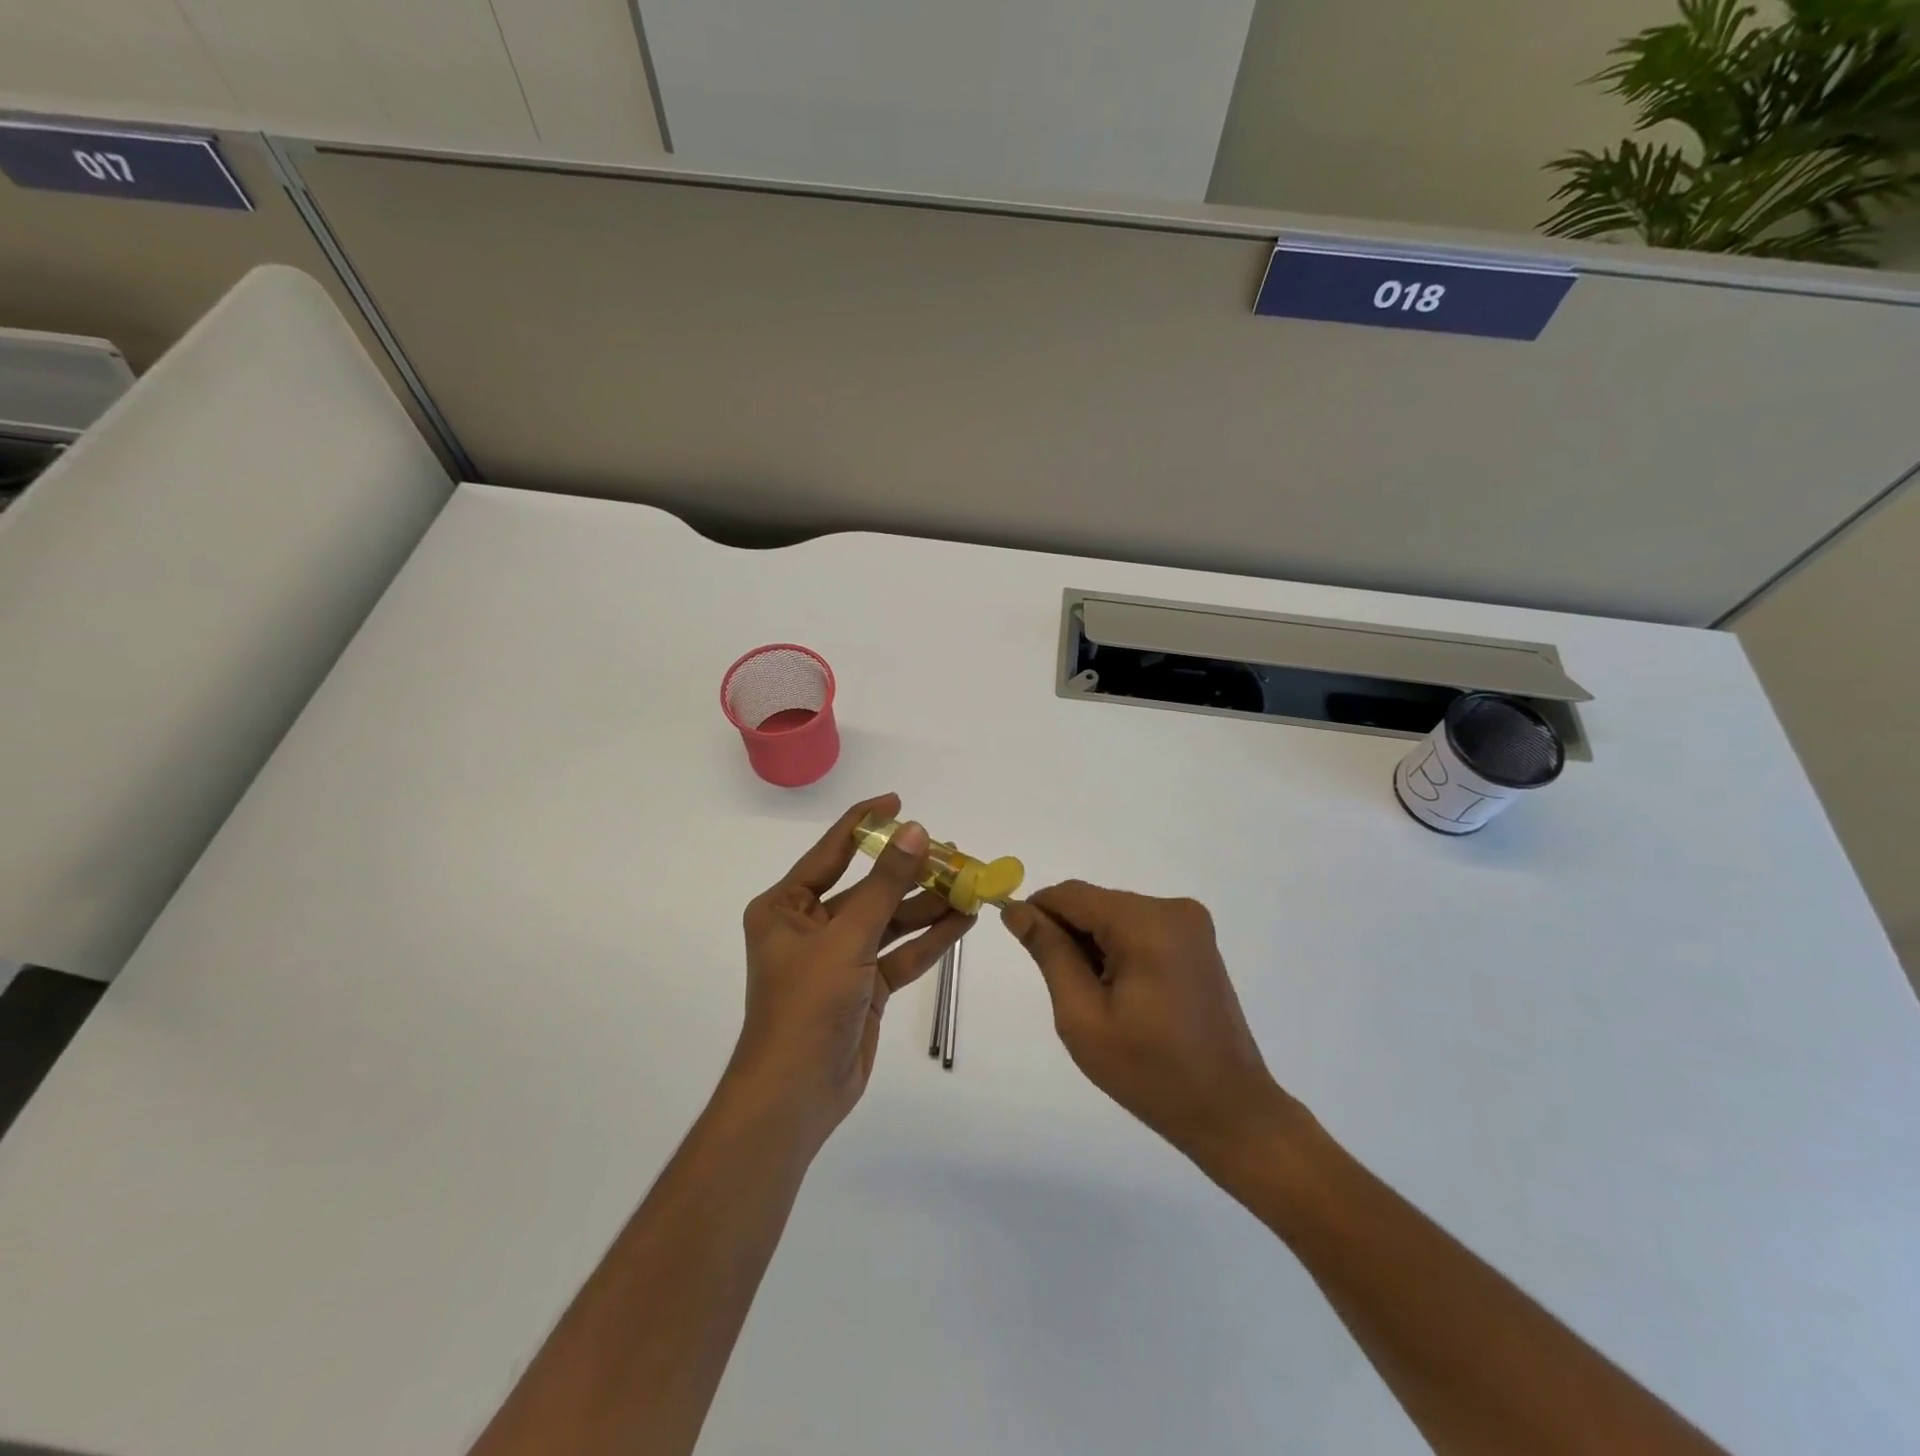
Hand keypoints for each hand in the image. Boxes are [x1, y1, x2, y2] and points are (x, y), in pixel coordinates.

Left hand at [732, 795, 971, 1143]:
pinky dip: (929, 939)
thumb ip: (885, 884)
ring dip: (927, 906)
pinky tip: (963, 921)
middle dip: (910, 872)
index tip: (899, 802)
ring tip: (969, 885)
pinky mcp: (864, 986)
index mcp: (787, 906)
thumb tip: (916, 831)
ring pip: (889, 920)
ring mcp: (840, 957)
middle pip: (868, 887)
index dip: (866, 823)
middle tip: (953, 852)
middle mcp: (811, 925)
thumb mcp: (848, 937)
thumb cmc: (807, 1004)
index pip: (832, 851)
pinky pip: (899, 953)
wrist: (796, 1095)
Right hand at [1002, 882, 1287, 1169]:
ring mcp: (1190, 924)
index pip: (1072, 894)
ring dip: (1094, 945)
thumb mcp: (1083, 1016)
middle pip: (1096, 903)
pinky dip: (1120, 950)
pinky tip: (1122, 994)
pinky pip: (1140, 928)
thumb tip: (1017, 910)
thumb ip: (1049, 953)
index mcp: (1145, 923)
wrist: (1229, 1111)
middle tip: (1063, 989)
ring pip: (1116, 915)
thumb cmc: (1149, 1071)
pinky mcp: (1197, 941)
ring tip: (1097, 999)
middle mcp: (1171, 909)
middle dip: (1069, 935)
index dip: (1038, 911)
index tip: (1019, 943)